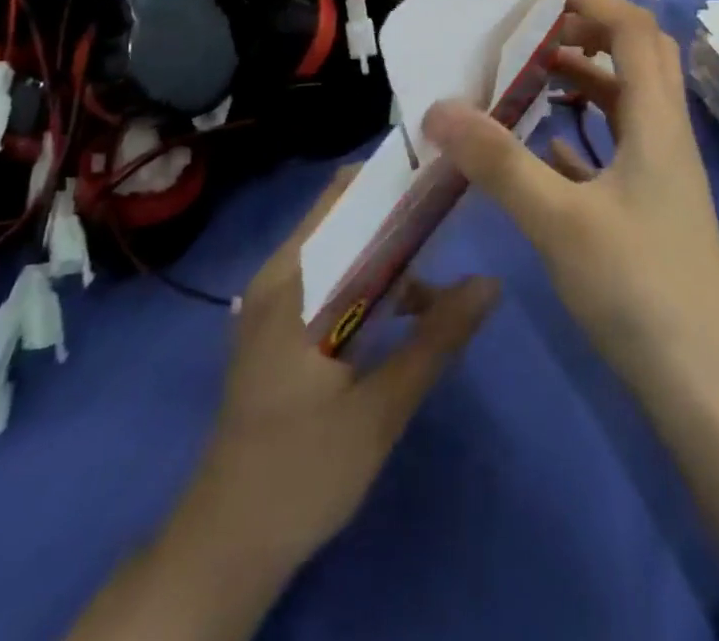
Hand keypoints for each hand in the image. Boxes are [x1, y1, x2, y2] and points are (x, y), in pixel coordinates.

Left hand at [190, 167, 499, 575]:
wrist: (227, 546)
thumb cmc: (302, 471)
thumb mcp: (381, 407)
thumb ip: (437, 339)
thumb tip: (491, 282)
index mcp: (294, 281)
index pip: (344, 196)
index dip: (394, 177)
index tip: (443, 172)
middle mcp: (279, 276)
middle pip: (344, 217)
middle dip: (399, 212)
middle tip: (454, 212)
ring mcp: (275, 302)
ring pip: (341, 250)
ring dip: (389, 252)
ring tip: (442, 266)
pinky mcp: (280, 328)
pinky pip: (332, 279)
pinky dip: (370, 281)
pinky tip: (408, 312)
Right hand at [422, 0, 718, 397]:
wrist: (704, 386)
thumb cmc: (638, 289)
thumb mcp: (559, 221)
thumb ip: (499, 161)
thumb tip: (439, 108)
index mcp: (656, 121)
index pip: (633, 30)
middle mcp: (666, 134)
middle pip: (637, 56)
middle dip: (587, 31)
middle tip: (530, 32)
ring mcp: (662, 172)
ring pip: (625, 101)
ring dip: (583, 78)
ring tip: (527, 77)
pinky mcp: (652, 205)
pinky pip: (617, 144)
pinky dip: (583, 128)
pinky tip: (543, 145)